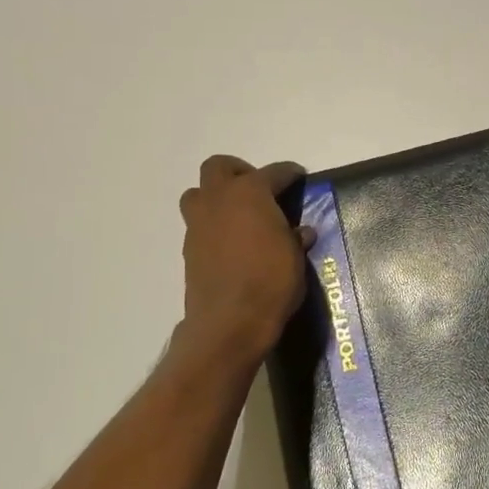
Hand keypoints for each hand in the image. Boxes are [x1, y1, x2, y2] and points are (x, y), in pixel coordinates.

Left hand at [177, 156, 310, 363]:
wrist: (229, 321)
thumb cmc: (271, 281)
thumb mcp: (295, 258)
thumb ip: (295, 238)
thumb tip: (300, 232)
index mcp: (250, 193)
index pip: (274, 172)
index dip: (289, 173)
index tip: (298, 176)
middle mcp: (219, 200)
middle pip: (219, 167)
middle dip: (238, 171)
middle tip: (258, 189)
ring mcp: (198, 224)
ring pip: (198, 193)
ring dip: (216, 196)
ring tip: (238, 215)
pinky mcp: (189, 249)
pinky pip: (199, 224)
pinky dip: (214, 225)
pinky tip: (232, 244)